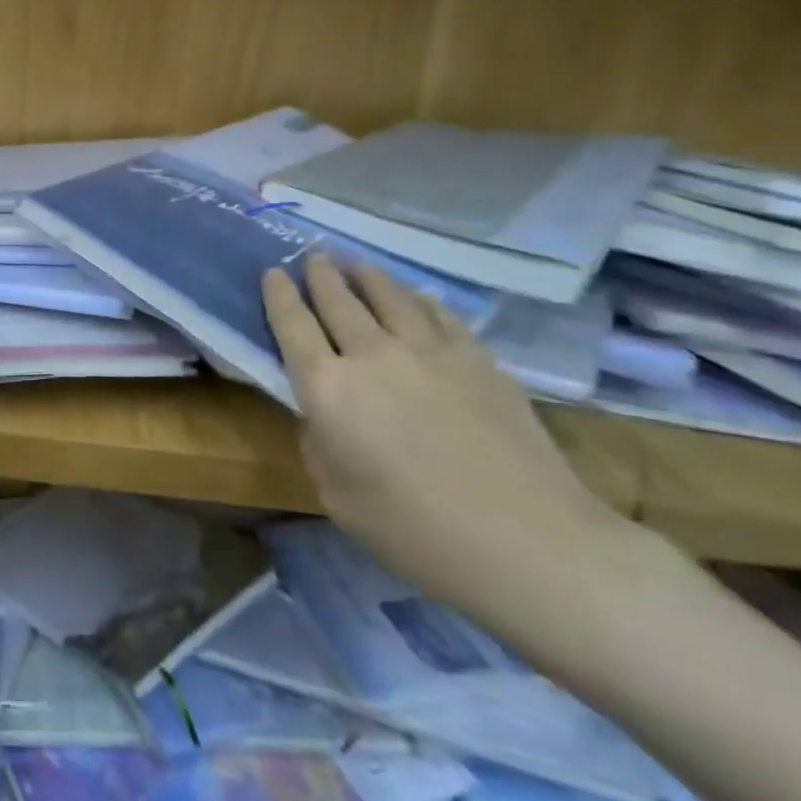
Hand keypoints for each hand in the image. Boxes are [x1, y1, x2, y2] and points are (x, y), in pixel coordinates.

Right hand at [262, 255, 632, 619]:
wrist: (528, 543)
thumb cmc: (414, 531)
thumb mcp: (336, 496)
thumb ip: (319, 444)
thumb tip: (323, 416)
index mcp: (326, 388)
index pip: (291, 324)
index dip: (278, 294)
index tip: (272, 272)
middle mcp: (371, 354)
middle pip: (338, 298)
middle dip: (320, 274)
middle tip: (313, 257)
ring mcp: (429, 350)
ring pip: (389, 295)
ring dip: (366, 276)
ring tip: (356, 265)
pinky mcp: (477, 359)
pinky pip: (439, 314)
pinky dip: (419, 300)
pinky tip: (416, 298)